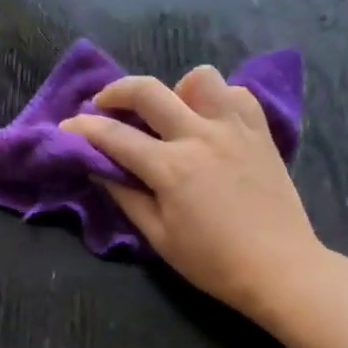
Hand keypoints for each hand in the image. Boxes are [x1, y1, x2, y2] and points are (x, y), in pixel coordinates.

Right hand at [61, 65, 321, 319]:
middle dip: (115, 91)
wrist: (280, 268)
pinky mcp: (261, 133)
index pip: (115, 136)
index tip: (67, 127)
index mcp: (171, 168)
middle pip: (148, 91)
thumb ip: (126, 196)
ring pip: (199, 78)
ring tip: (170, 113)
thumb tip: (99, 168)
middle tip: (103, 104)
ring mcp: (235, 129)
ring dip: (175, 89)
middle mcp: (200, 136)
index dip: (84, 129)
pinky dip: (218, 100)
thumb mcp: (159, 237)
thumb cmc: (213, 262)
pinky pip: (237, 95)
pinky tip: (210, 123)